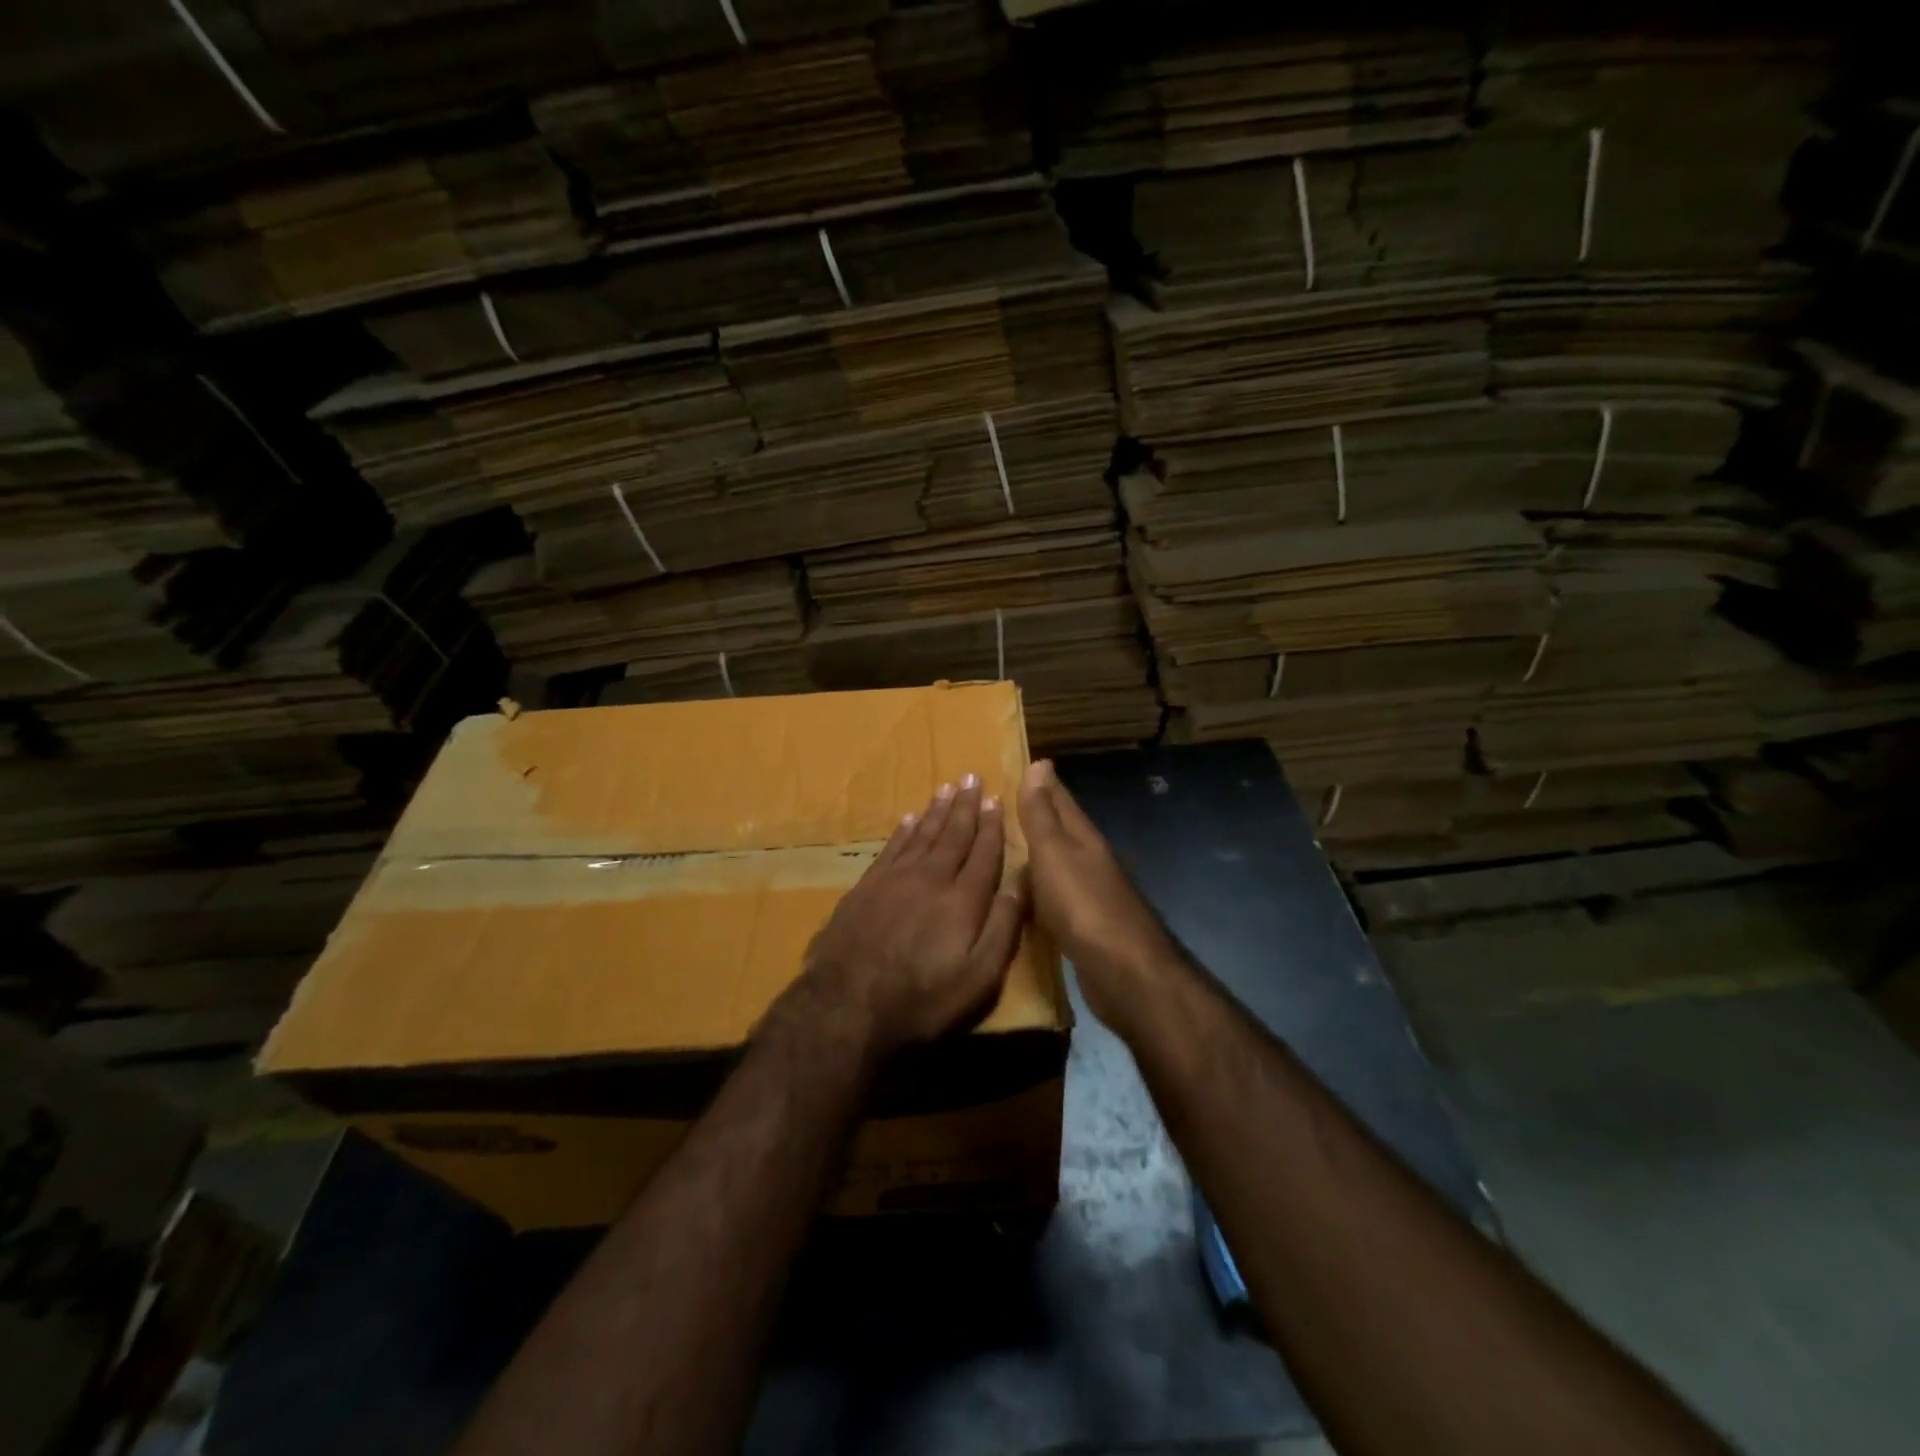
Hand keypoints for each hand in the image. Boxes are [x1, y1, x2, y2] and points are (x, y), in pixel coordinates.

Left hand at [793, 776, 1026, 1059]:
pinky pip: (891, 847)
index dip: (992, 826)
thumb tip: (1020, 883)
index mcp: (963, 899)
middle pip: (953, 835)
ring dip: (936, 811)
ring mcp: (894, 879)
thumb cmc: (922, 1000)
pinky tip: (909, 819)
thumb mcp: (979, 979)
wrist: (846, 1006)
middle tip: (972, 778)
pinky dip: (903, 830)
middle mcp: (931, 878)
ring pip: (921, 834)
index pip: (984, 853)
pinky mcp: (866, 887)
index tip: (997, 800)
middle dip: (966, 807)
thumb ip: (1003, 928)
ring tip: (947, 789)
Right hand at [1018, 759, 1178, 1030]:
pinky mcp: (1084, 925)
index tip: (1021, 763)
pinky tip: (1025, 894)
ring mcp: (1089, 893)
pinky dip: (1039, 887)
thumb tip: (1040, 763)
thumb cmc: (1084, 904)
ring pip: (1058, 862)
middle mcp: (1089, 860)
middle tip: (1003, 803)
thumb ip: (1042, 813)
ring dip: (1036, 851)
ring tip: (1005, 845)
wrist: (1124, 972)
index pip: (1059, 799)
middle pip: (1060, 829)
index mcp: (1082, 838)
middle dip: (1037, 813)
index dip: (1041, 782)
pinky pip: (1055, 895)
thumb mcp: (1054, 852)